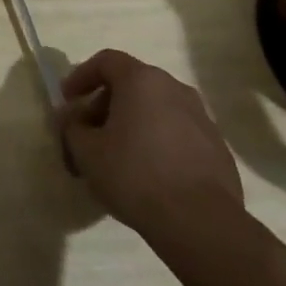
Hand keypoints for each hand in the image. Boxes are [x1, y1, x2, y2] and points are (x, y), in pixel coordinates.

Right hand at [58, 49, 243, 249]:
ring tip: (116, 156)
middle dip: (104, 105)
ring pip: (156, 110)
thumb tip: (72, 118)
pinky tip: (147, 173)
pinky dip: (156, 143)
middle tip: (87, 132)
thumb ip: (72, 126)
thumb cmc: (134, 174)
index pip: (106, 61)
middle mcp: (175, 90)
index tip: (67, 101)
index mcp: (142, 81)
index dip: (81, 76)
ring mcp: (202, 120)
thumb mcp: (85, 150)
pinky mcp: (218, 150)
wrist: (201, 224)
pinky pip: (177, 134)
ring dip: (131, 124)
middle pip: (132, 85)